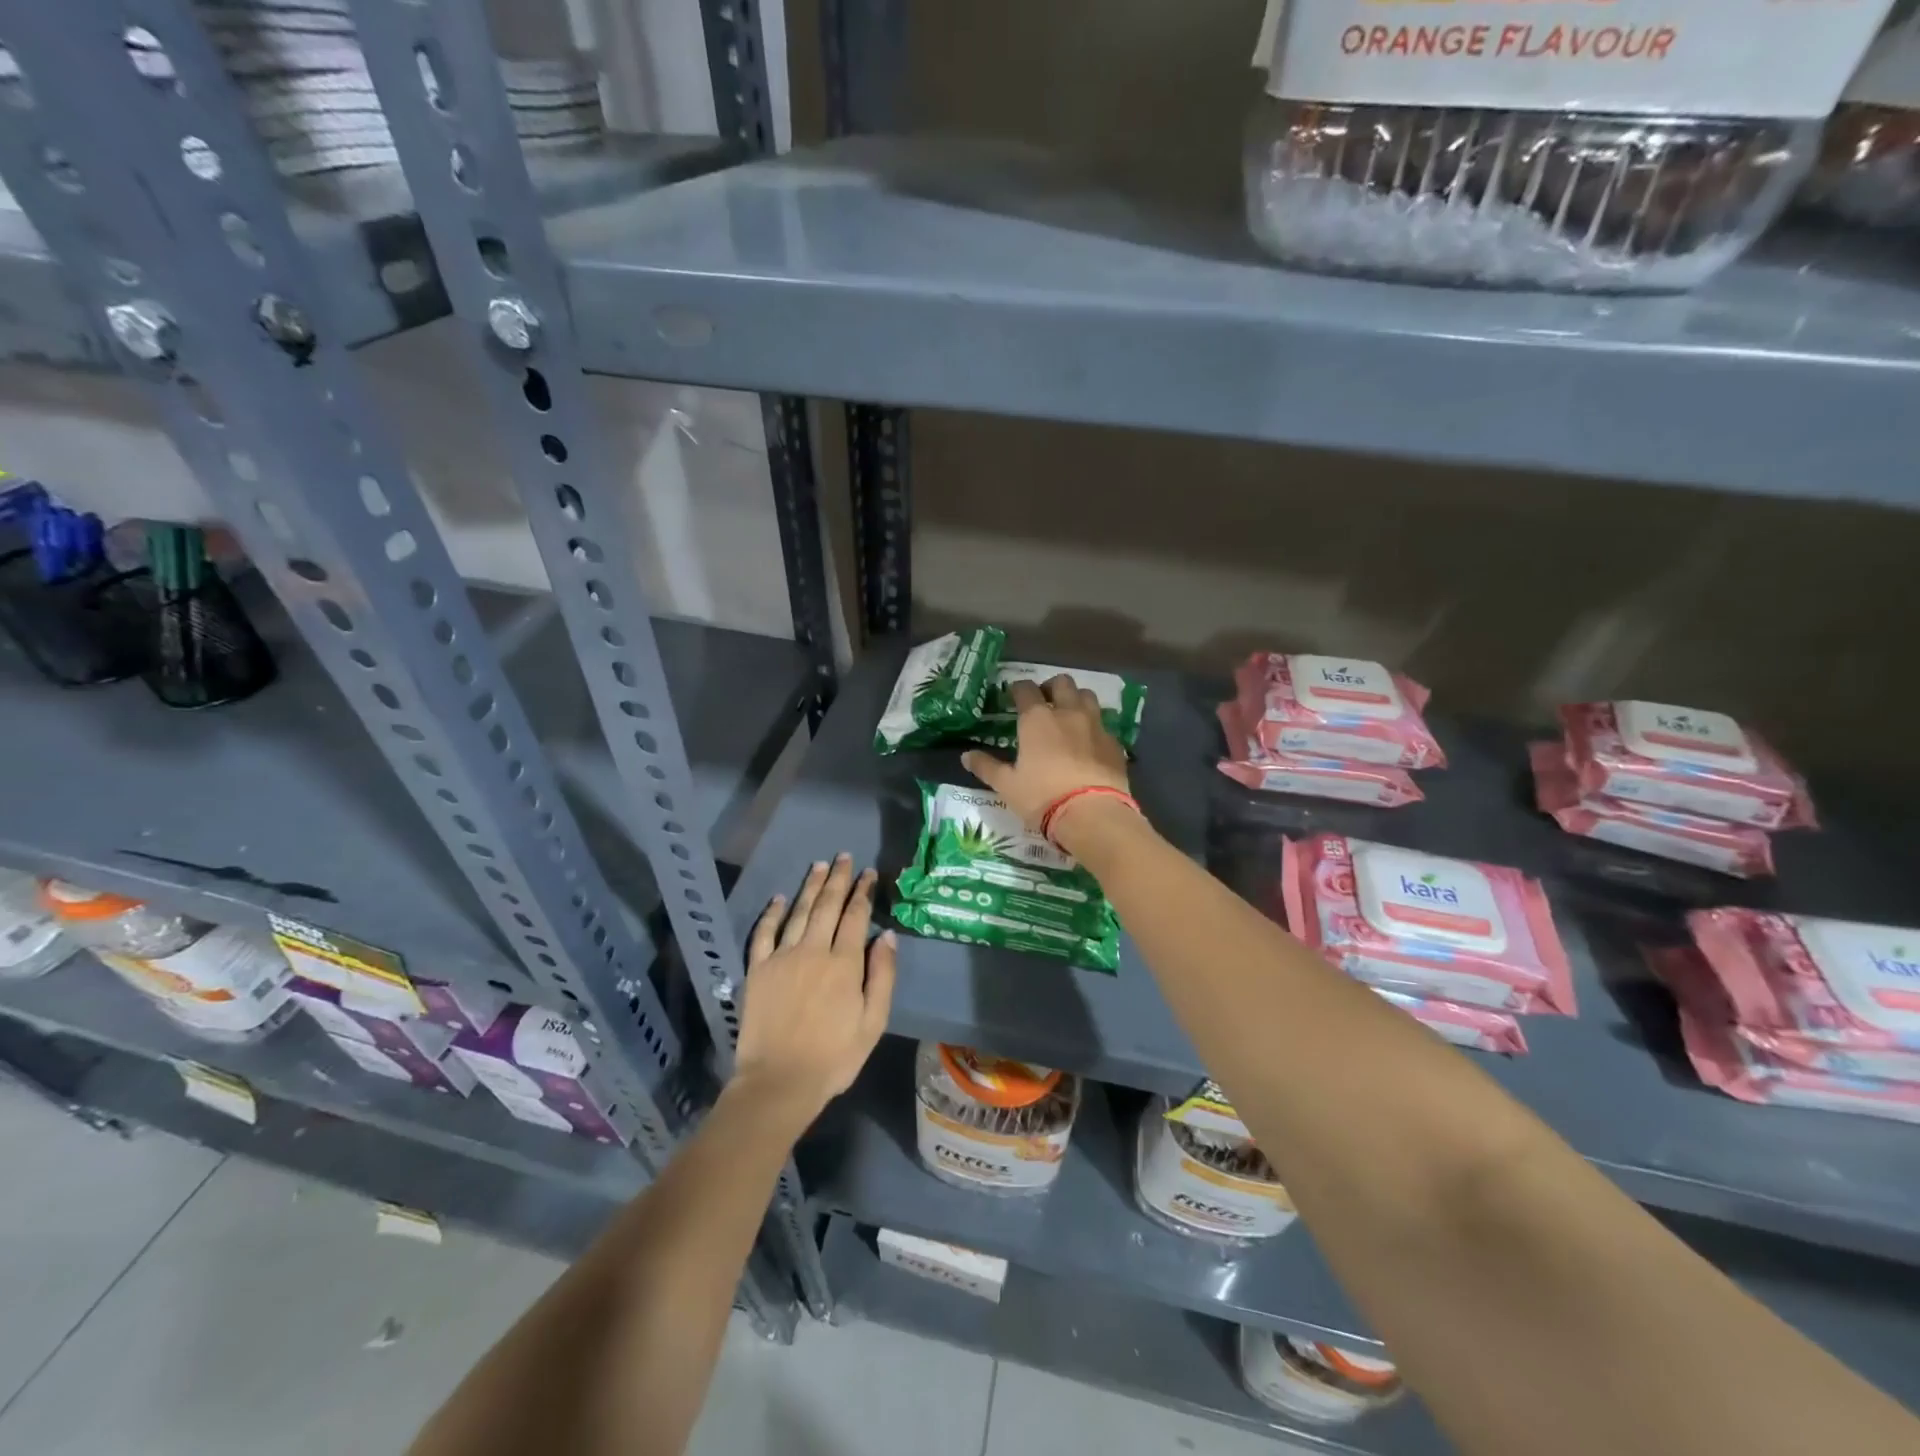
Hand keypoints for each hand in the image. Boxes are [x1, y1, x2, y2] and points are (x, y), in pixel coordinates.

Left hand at [733, 854, 896, 1126]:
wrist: (779, 1082)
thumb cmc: (834, 1056)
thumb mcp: (873, 1022)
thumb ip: (882, 976)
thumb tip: (888, 936)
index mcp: (844, 963)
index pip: (856, 916)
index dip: (863, 892)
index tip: (869, 873)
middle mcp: (813, 950)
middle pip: (827, 906)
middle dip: (838, 879)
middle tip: (844, 857)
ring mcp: (782, 957)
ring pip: (798, 912)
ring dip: (810, 887)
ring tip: (819, 866)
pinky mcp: (758, 970)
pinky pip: (764, 933)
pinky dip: (772, 913)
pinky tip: (779, 898)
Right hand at [962, 675, 1130, 829]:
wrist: (1092, 814)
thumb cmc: (1042, 796)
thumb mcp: (1007, 785)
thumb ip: (987, 767)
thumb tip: (966, 756)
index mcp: (1037, 719)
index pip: (1025, 689)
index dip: (1017, 689)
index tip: (1013, 697)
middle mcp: (1067, 712)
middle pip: (1062, 683)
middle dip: (1051, 687)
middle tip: (1043, 702)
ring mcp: (1095, 725)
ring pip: (1087, 696)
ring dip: (1076, 699)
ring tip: (1069, 716)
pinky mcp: (1114, 742)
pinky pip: (1103, 724)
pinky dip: (1093, 726)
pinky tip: (1088, 742)